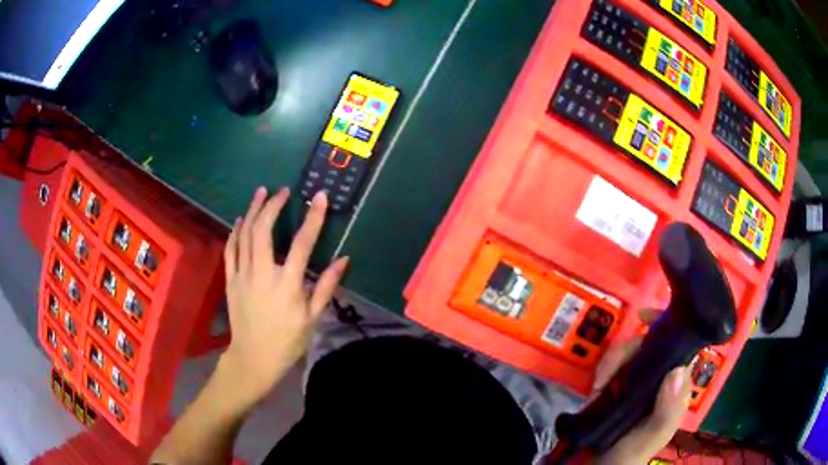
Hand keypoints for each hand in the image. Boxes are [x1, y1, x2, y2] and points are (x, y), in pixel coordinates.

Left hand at [217, 187, 348, 409]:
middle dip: (273, 205)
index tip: (319, 197)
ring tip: (260, 192)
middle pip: (264, 231)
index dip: (312, 218)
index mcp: (287, 285)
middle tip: (282, 191)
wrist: (253, 358)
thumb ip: (326, 287)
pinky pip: (230, 250)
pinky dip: (234, 232)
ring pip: (244, 235)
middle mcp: (263, 274)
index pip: (302, 244)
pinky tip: (239, 220)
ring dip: (252, 211)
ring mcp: (242, 276)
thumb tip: (344, 259)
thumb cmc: (287, 341)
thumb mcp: (312, 318)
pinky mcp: (230, 280)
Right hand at [594, 309, 692, 463]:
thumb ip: (667, 411)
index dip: (668, 326)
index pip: (680, 347)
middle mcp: (660, 380)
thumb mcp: (651, 437)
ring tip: (598, 384)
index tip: (647, 316)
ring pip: (630, 353)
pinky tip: (594, 387)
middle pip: (651, 345)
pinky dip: (603, 369)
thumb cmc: (629, 455)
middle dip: (630, 349)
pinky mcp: (617, 388)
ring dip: (612, 362)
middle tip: (610, 368)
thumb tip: (678, 368)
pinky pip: (612, 365)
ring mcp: (637, 383)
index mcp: (675, 388)